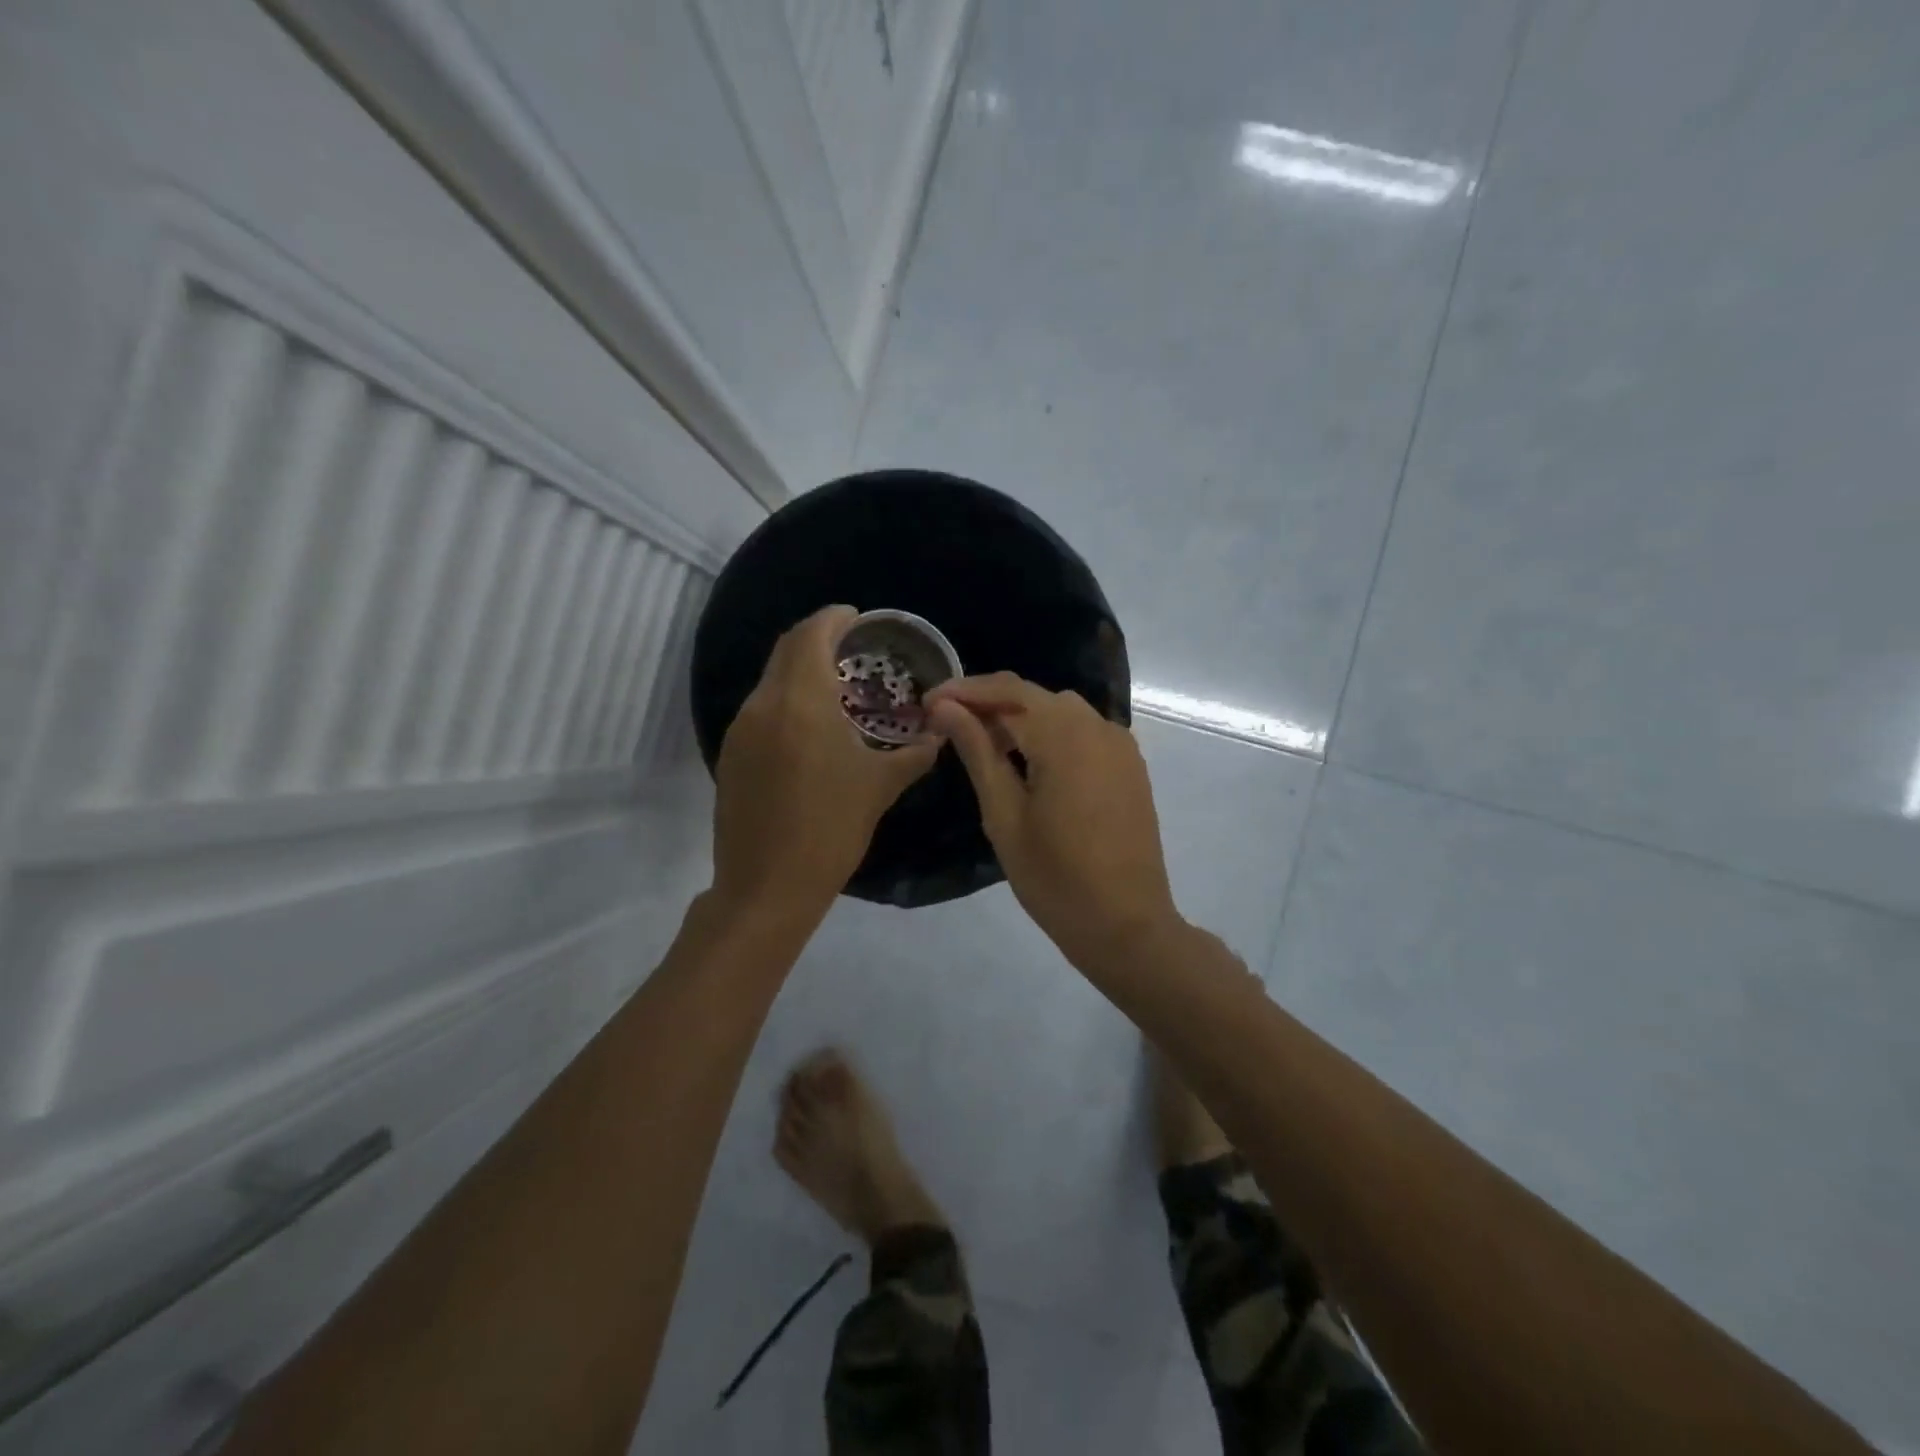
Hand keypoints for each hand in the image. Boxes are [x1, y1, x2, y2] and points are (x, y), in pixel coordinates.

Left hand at [711, 605, 939, 922]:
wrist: (767, 886)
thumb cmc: (831, 830)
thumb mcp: (881, 787)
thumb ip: (914, 753)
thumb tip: (939, 733)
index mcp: (801, 703)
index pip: (811, 635)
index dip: (833, 618)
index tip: (857, 618)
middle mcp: (764, 705)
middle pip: (786, 650)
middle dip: (817, 638)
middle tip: (851, 647)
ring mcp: (741, 729)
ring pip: (771, 679)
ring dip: (800, 670)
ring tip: (836, 686)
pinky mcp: (732, 754)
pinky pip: (761, 708)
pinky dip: (786, 700)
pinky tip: (810, 726)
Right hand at [925, 673, 1180, 967]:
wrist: (1126, 924)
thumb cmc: (1054, 877)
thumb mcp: (1003, 815)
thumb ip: (977, 752)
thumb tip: (946, 708)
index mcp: (1065, 736)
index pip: (1008, 690)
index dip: (964, 690)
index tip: (928, 702)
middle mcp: (1098, 726)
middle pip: (1035, 695)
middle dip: (990, 702)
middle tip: (949, 725)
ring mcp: (1120, 745)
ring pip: (1060, 711)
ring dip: (1020, 717)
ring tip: (985, 744)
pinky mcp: (1130, 765)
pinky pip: (1083, 731)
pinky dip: (1051, 733)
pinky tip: (1029, 761)